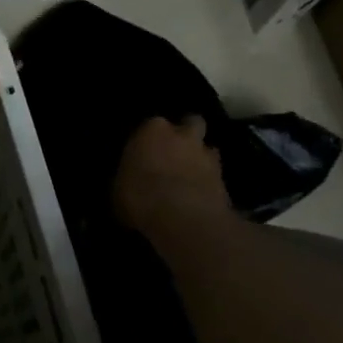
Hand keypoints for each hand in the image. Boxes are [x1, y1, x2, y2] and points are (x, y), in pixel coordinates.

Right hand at [112, 116, 231, 235]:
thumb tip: (127, 183)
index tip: (146, 152)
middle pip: (190, 122)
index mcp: (152, 129)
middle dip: (185, 134)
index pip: (151, 124)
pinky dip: (210, 182)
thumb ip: (126, 178)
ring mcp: (206, 154)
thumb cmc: (141, 197)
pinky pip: (216, 175)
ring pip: (208, 148)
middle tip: (176, 153)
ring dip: (201, 158)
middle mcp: (182, 134)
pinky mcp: (224, 179)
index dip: (150, 138)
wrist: (183, 219)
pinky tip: (201, 196)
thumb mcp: (118, 190)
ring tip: (192, 176)